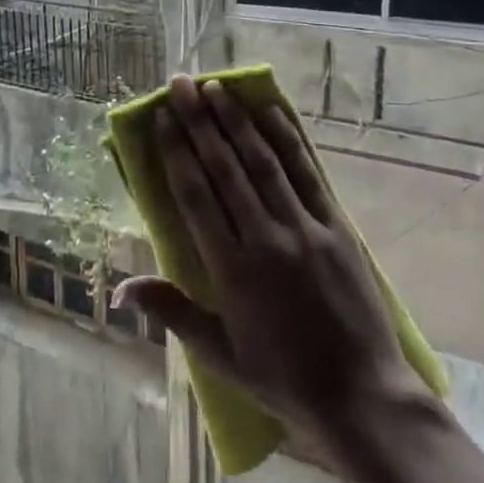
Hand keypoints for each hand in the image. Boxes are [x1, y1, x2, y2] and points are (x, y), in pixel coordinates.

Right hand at [115, 75, 434, 461]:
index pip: (195, 196)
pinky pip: (308, 174)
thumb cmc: (283, 379)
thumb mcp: (219, 354)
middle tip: (180, 84)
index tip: (161, 117)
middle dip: (199, 121)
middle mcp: (265, 239)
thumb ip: (171, 312)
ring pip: (263, 162)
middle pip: (225, 168)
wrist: (363, 398)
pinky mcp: (338, 227)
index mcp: (231, 270)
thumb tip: (120, 288)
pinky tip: (269, 113)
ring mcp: (305, 229)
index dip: (176, 151)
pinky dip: (287, 140)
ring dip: (236, 121)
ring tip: (215, 87)